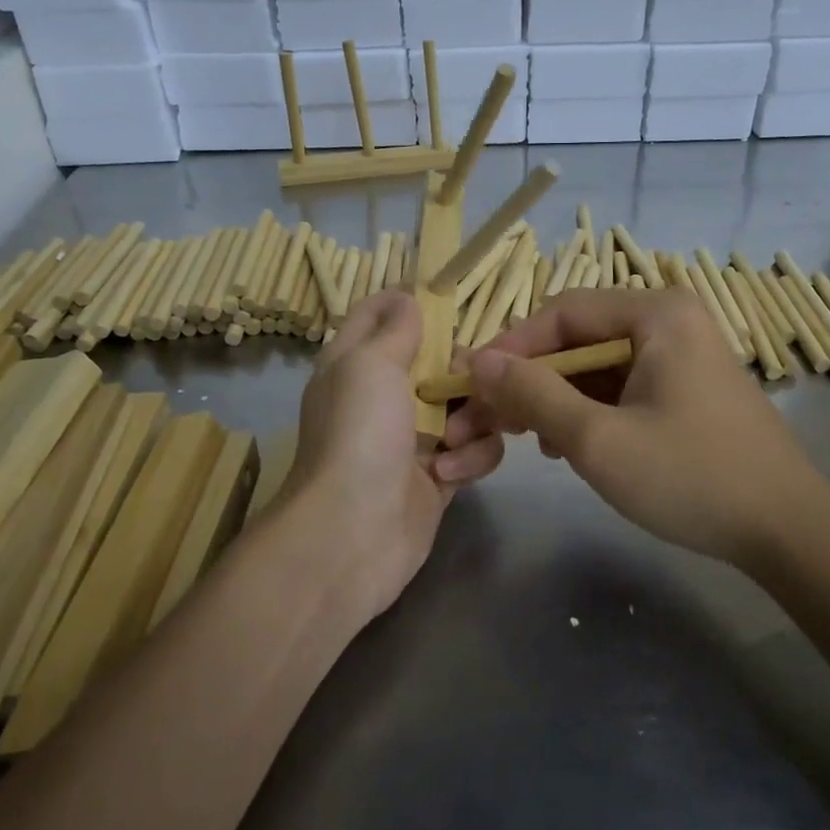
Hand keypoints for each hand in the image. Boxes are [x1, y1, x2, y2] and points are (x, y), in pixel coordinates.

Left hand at [278, 291, 502, 619]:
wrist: (353, 532)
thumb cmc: (360, 434)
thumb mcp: (370, 364)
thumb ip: (396, 328)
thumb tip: (409, 297)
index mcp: (357, 361)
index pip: (380, 312)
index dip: (410, 300)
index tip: (448, 299)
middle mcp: (385, 394)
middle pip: (442, 359)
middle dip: (463, 369)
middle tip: (468, 382)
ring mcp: (415, 436)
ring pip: (469, 404)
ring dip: (473, 419)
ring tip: (452, 442)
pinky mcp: (440, 474)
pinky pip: (476, 448)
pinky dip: (470, 459)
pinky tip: (448, 477)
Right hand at [443, 288, 817, 567]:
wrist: (787, 531)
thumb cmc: (690, 477)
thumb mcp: (597, 438)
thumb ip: (533, 393)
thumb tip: (477, 360)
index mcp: (656, 314)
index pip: (560, 313)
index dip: (510, 348)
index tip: (470, 387)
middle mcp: (670, 321)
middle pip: (577, 339)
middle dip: (530, 381)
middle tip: (489, 421)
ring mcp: (682, 354)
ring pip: (596, 366)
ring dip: (555, 399)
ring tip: (527, 439)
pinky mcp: (686, 388)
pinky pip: (621, 385)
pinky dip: (588, 410)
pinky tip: (569, 446)